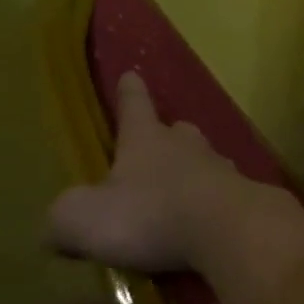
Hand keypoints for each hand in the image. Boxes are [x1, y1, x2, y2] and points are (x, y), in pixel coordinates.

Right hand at [45, 71, 258, 271]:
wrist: (230, 230)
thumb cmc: (150, 215)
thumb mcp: (83, 219)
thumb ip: (64, 217)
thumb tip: (58, 225)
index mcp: (146, 139)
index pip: (134, 107)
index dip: (129, 93)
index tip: (131, 74)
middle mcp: (187, 146)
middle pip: (176, 132)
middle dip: (166, 135)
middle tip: (158, 141)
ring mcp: (222, 170)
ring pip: (204, 161)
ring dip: (192, 171)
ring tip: (180, 189)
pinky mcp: (245, 198)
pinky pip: (223, 195)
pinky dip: (212, 204)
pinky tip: (207, 221)